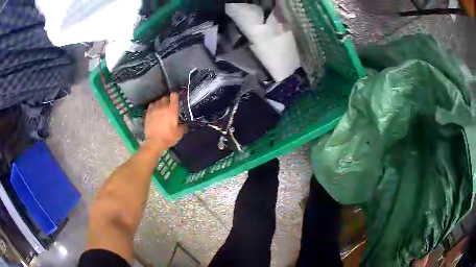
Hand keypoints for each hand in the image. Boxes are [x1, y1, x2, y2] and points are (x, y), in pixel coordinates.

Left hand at [144, 93, 185, 151]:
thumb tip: (185, 125)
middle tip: (169, 106)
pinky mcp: (148, 113)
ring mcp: (154, 109)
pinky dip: (154, 106)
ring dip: (160, 103)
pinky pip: (151, 105)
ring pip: (157, 101)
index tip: (176, 99)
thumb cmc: (168, 137)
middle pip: (165, 97)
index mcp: (172, 110)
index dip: (175, 96)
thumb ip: (183, 127)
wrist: (154, 142)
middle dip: (167, 100)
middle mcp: (163, 106)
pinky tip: (154, 111)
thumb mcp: (179, 133)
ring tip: (161, 109)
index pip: (174, 96)